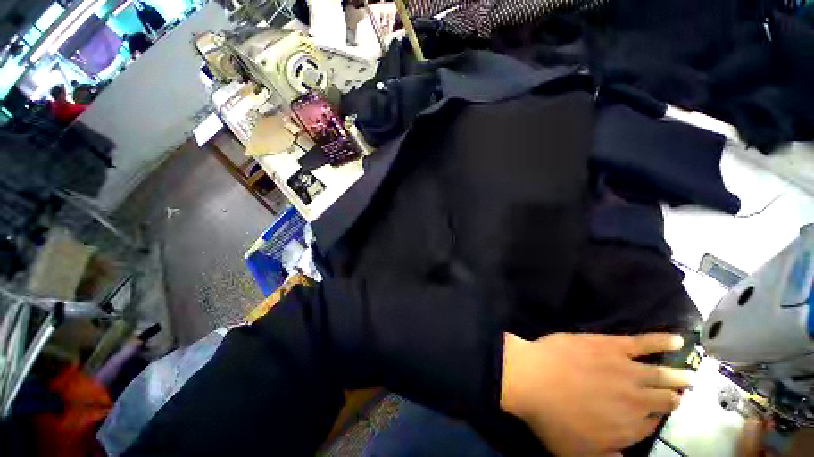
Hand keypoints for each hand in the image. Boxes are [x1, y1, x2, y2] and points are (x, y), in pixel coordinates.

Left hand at [500, 332, 692, 456]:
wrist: (532, 378)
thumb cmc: (551, 418)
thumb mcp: (577, 454)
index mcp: (628, 429)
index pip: (652, 423)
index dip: (655, 417)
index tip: (658, 412)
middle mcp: (636, 401)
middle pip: (663, 399)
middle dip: (673, 397)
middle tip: (682, 392)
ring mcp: (626, 370)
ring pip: (660, 374)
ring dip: (677, 375)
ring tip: (690, 375)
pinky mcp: (611, 345)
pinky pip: (643, 342)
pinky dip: (662, 341)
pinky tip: (677, 338)